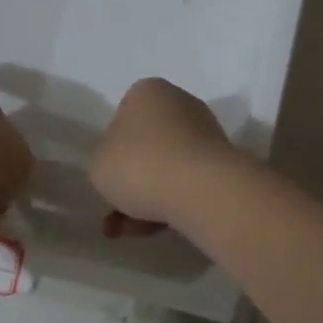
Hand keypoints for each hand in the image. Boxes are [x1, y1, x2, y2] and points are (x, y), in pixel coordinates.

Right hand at [89, 78, 237, 233]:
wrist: (200, 190)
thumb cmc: (139, 166)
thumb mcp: (98, 166)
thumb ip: (104, 162)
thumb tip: (122, 167)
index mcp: (147, 92)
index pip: (121, 118)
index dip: (112, 152)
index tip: (109, 177)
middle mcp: (180, 103)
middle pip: (147, 146)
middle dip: (132, 182)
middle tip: (118, 213)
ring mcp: (205, 132)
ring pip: (166, 168)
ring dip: (148, 199)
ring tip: (135, 231)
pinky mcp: (223, 162)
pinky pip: (187, 182)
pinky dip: (172, 203)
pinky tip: (158, 229)